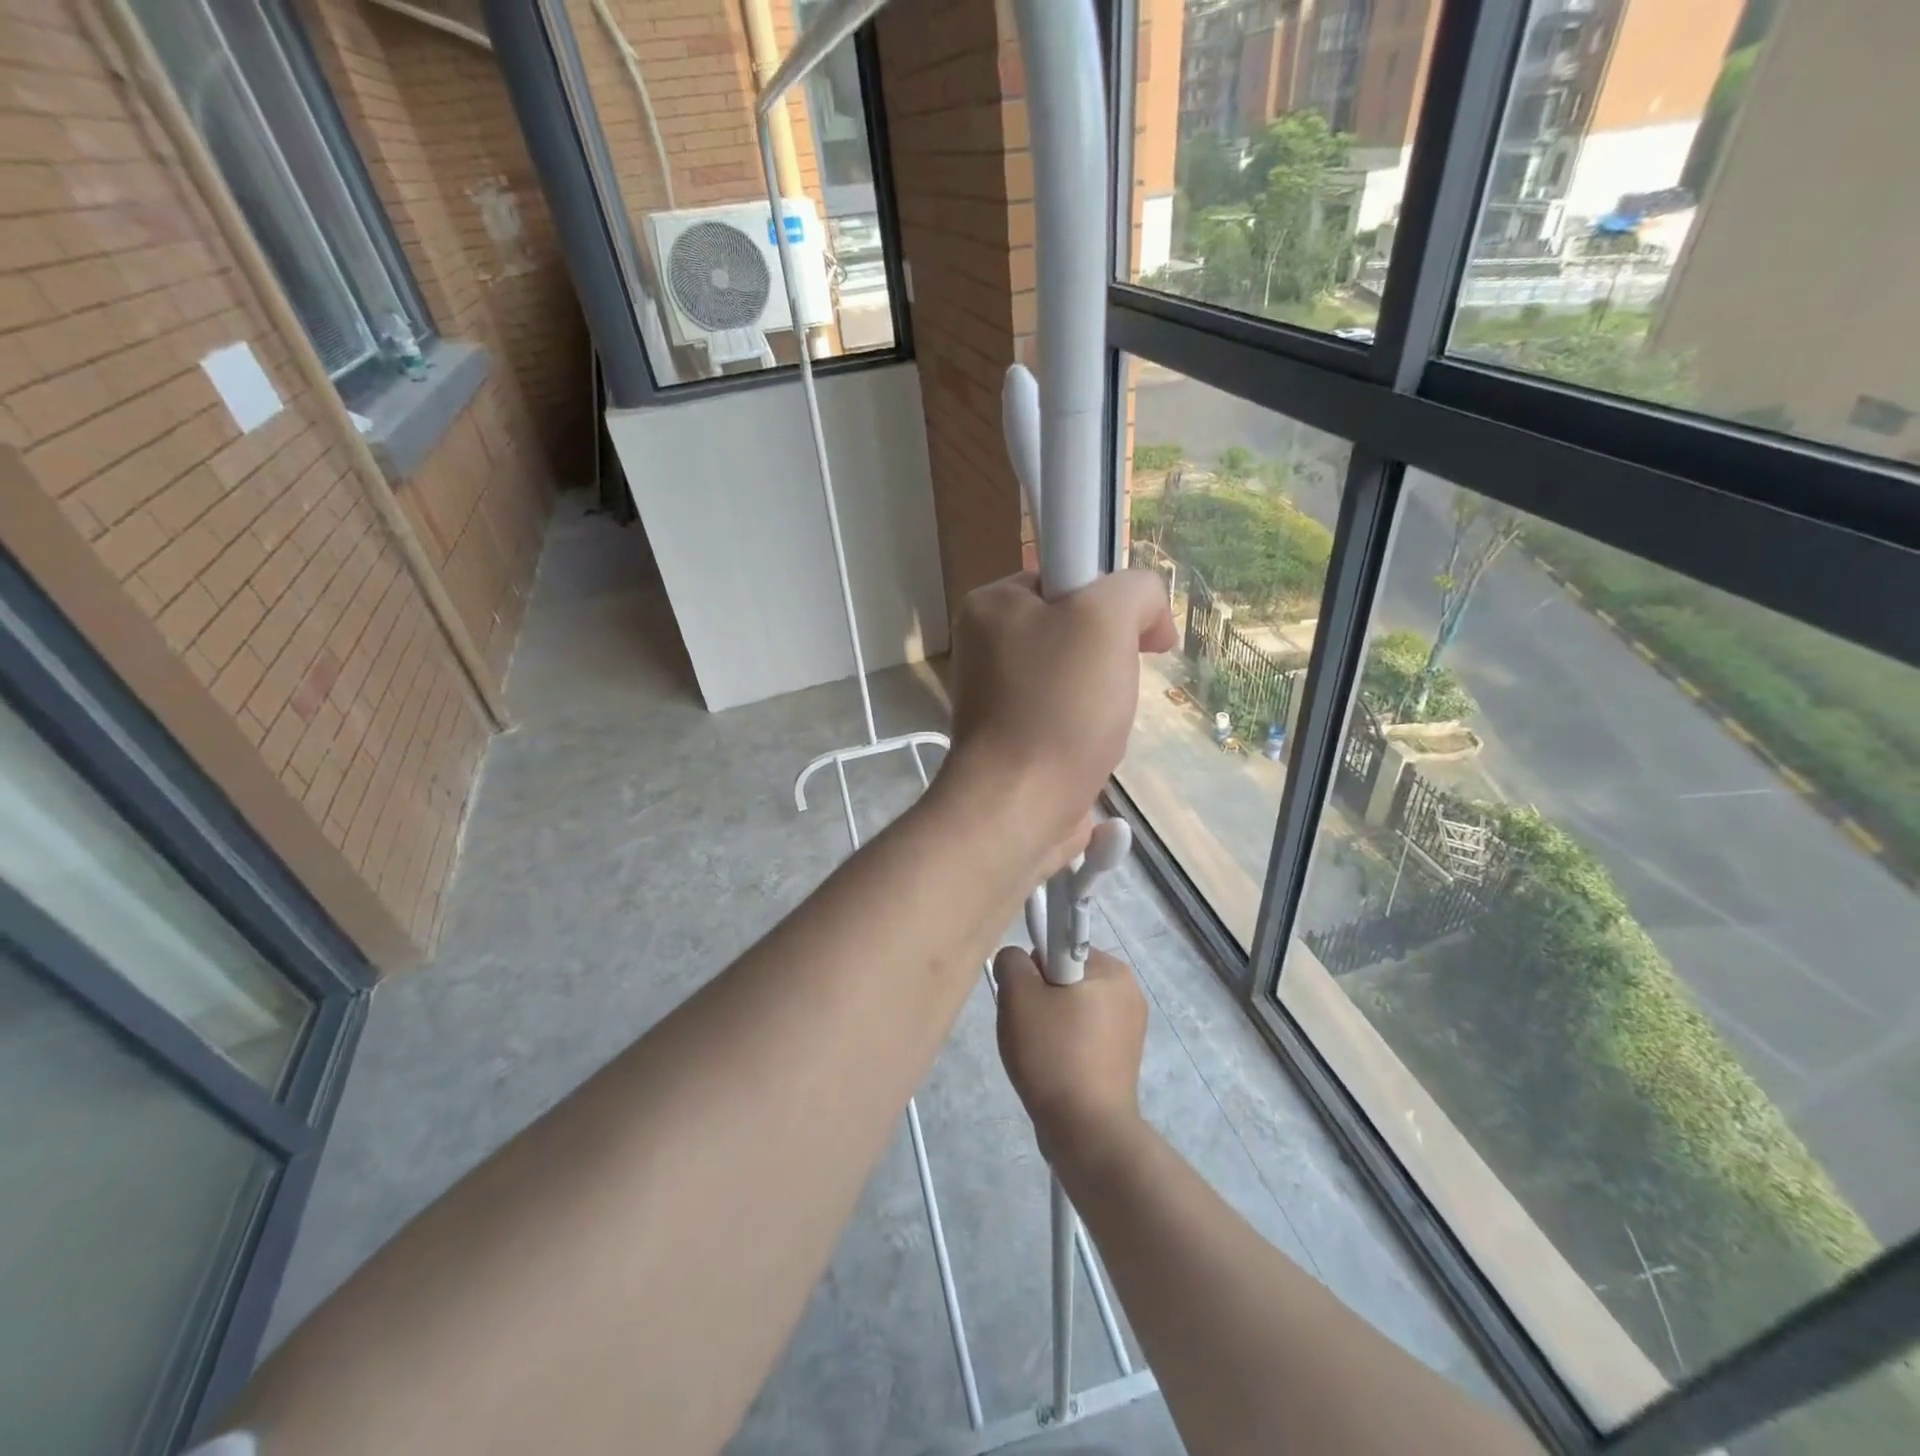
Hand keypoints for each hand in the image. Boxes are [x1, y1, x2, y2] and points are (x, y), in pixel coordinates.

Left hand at [944, 571, 1175, 854]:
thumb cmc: (1059, 705)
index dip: (1110, 602)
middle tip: (1117, 686)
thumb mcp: (1107, 618)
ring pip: (1074, 680)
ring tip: (1104, 727)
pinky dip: (1088, 733)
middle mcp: (983, 647)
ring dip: (1104, 701)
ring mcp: (993, 699)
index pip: (1066, 579)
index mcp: (991, 605)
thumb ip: (1137, 590)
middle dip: (1110, 659)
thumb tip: (1148, 617)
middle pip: (1074, 631)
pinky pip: (1063, 720)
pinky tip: (1092, 753)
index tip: (1137, 636)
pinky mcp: (1009, 742)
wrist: (1020, 806)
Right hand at [994, 946, 1147, 1169]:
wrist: (1087, 1132)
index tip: (1025, 998)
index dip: (1033, 969)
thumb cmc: (1054, 1054)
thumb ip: (1012, 961)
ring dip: (1047, 1024)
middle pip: (1064, 978)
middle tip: (1027, 1029)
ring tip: (1037, 1054)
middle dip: (1039, 998)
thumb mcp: (1019, 996)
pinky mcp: (1122, 1059)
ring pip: (1069, 1009)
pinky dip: (1063, 1046)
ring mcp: (1129, 1028)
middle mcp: (1128, 992)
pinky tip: (1051, 1069)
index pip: (1059, 947)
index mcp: (1111, 970)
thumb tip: (1017, 961)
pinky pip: (1081, 1036)